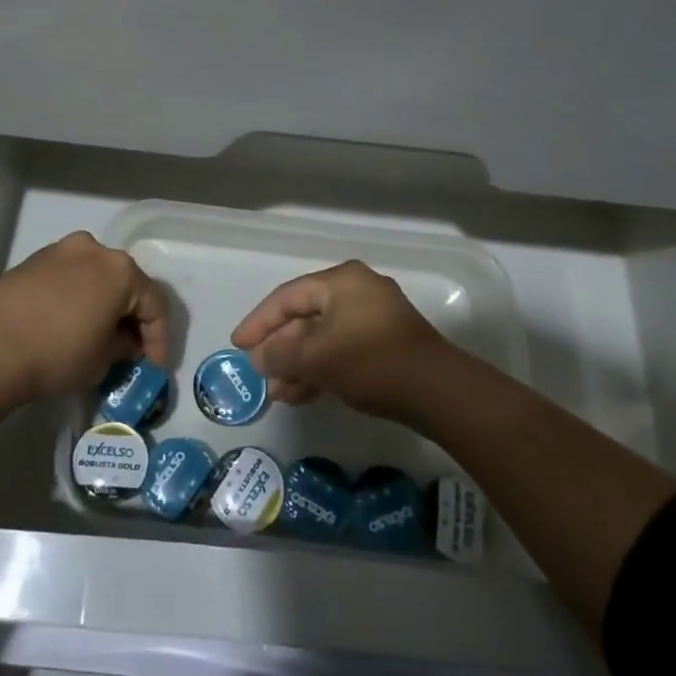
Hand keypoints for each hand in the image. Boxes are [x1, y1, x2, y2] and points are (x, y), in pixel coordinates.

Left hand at [0, 232, 170, 402]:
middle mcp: (95, 250)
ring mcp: (61, 250)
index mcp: (121, 270)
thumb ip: (122, 346)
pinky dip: (76, 297)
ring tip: (97, 335)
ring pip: (95, 276)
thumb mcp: (101, 360)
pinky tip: (69, 323)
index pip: (155, 304)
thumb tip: (123, 341)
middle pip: (126, 283)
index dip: (159, 338)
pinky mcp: (33, 260)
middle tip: (129, 349)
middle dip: (131, 317)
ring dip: (102, 303)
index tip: (153, 366)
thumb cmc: (57, 353)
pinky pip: (68, 277)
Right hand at [230, 259, 452, 422]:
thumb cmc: (371, 362)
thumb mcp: (317, 358)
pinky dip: (321, 367)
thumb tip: (259, 358)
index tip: (237, 345)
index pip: (287, 296)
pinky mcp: (385, 343)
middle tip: (258, 373)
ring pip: (323, 336)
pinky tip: (303, 394)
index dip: (259, 322)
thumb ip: (281, 355)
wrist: (438, 391)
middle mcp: (357, 290)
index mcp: (341, 281)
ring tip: (278, 393)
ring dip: (298, 363)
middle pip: (305, 316)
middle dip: (280, 348)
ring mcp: (374, 316)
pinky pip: (341, 348)